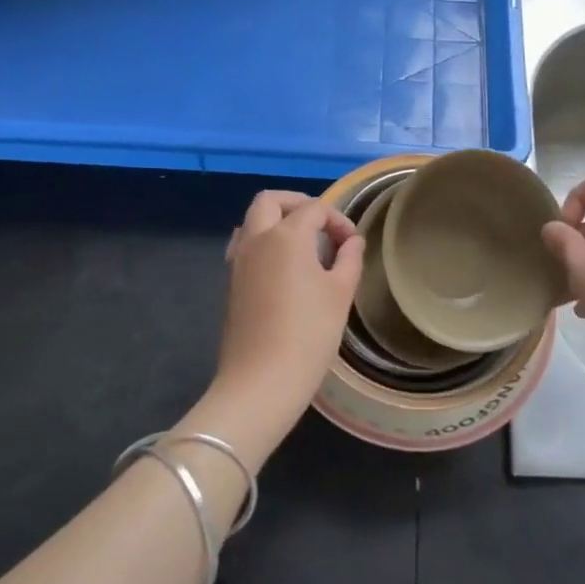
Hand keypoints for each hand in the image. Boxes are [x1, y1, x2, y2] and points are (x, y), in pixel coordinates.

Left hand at [209, 191, 362, 462]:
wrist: (261, 382)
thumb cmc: (309, 334)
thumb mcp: (341, 293)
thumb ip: (349, 258)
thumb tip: (352, 241)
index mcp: (286, 235)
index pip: (315, 209)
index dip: (338, 220)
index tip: (353, 244)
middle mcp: (257, 239)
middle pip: (270, 200)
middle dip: (298, 204)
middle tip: (321, 225)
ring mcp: (238, 261)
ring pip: (252, 221)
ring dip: (277, 220)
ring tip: (303, 245)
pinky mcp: (231, 284)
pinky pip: (245, 245)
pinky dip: (263, 242)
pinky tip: (282, 268)